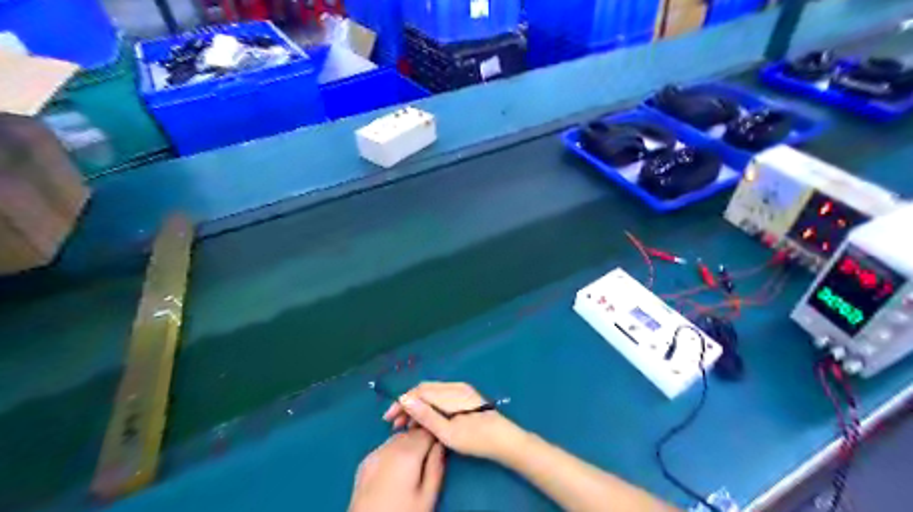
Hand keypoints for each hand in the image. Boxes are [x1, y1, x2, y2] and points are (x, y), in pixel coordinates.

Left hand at [347, 429, 444, 510]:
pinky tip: (397, 468)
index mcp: (407, 454)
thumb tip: (440, 446)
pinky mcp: (364, 464)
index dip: (436, 435)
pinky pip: (385, 448)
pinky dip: (394, 451)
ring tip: (414, 464)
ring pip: (398, 438)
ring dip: (408, 444)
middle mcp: (389, 448)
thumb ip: (436, 467)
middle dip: (422, 439)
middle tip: (429, 456)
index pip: (427, 430)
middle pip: (412, 432)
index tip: (441, 445)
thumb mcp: (427, 497)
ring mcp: (374, 454)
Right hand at [383, 381, 528, 462]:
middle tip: (395, 424)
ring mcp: (461, 391)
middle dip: (407, 404)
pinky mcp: (464, 397)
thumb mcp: (448, 433)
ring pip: (432, 393)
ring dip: (417, 406)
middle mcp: (455, 387)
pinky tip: (424, 421)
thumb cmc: (477, 439)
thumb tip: (405, 400)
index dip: (402, 402)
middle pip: (424, 390)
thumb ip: (426, 416)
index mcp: (451, 393)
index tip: (389, 418)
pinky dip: (428, 407)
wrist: (505, 440)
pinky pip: (440, 397)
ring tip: (406, 425)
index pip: (419, 391)